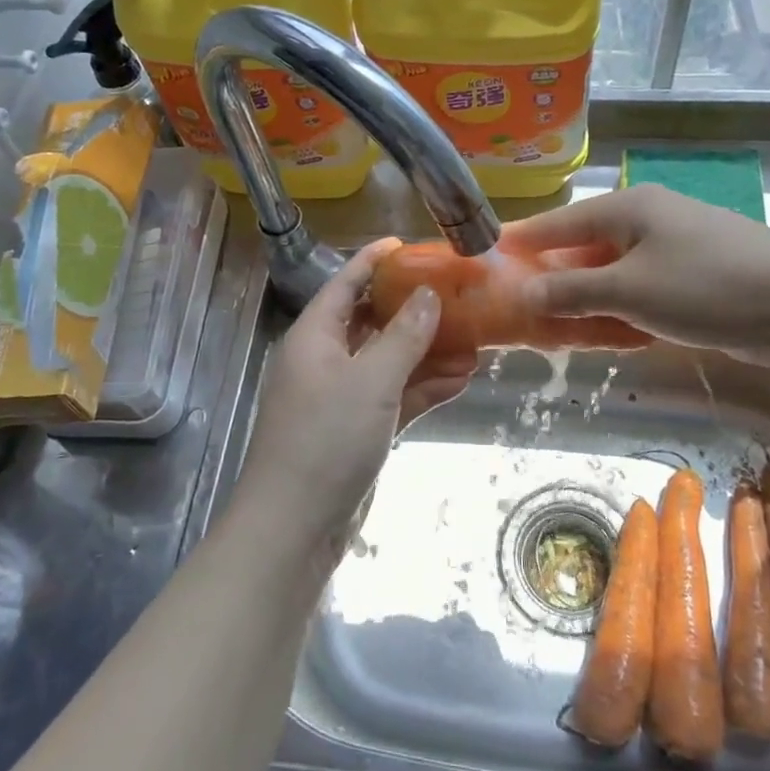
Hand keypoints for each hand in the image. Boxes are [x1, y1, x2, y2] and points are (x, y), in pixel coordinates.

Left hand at [234, 239, 475, 559]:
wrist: (296, 525)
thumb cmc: (327, 439)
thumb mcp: (371, 380)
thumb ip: (403, 336)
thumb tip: (428, 295)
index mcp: (314, 337)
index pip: (344, 284)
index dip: (373, 261)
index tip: (408, 244)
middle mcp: (325, 361)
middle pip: (372, 323)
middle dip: (413, 312)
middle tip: (457, 297)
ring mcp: (341, 398)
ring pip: (389, 363)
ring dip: (427, 354)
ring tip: (474, 343)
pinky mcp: (357, 431)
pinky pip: (394, 398)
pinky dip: (423, 389)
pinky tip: (460, 382)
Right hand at [501, 185, 769, 357]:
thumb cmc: (706, 285)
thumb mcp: (629, 289)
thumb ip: (572, 291)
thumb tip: (524, 293)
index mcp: (628, 208)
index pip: (559, 223)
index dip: (522, 242)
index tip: (487, 259)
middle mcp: (648, 220)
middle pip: (583, 248)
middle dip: (552, 277)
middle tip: (516, 304)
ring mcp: (673, 249)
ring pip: (611, 273)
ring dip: (584, 299)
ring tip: (550, 325)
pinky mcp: (693, 278)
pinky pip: (639, 291)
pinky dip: (617, 310)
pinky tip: (602, 334)